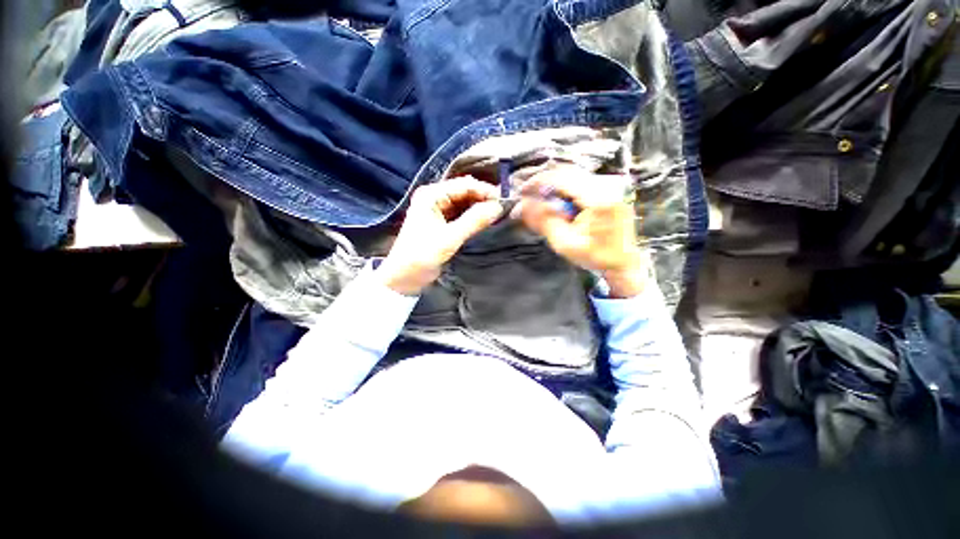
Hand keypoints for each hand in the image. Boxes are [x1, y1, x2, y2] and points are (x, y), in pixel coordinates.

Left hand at [377, 177, 503, 295]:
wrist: (404, 277)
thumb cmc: (422, 255)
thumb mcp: (450, 238)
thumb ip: (474, 221)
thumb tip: (498, 207)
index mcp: (431, 195)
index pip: (464, 185)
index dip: (485, 191)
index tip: (504, 201)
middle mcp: (434, 197)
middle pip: (465, 191)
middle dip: (483, 198)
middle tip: (502, 208)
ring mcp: (438, 209)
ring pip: (465, 202)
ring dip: (480, 207)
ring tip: (497, 214)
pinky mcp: (442, 222)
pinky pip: (461, 213)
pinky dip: (473, 216)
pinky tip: (485, 220)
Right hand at [515, 166, 646, 297]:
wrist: (623, 262)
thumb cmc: (595, 256)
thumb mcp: (565, 243)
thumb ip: (544, 221)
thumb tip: (525, 204)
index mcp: (598, 199)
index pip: (562, 178)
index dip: (538, 182)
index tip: (523, 192)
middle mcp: (606, 186)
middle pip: (567, 173)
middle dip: (544, 183)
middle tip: (529, 198)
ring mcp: (610, 187)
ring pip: (572, 176)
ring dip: (553, 187)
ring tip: (542, 204)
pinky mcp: (608, 190)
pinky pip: (580, 182)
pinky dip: (564, 190)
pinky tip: (559, 205)